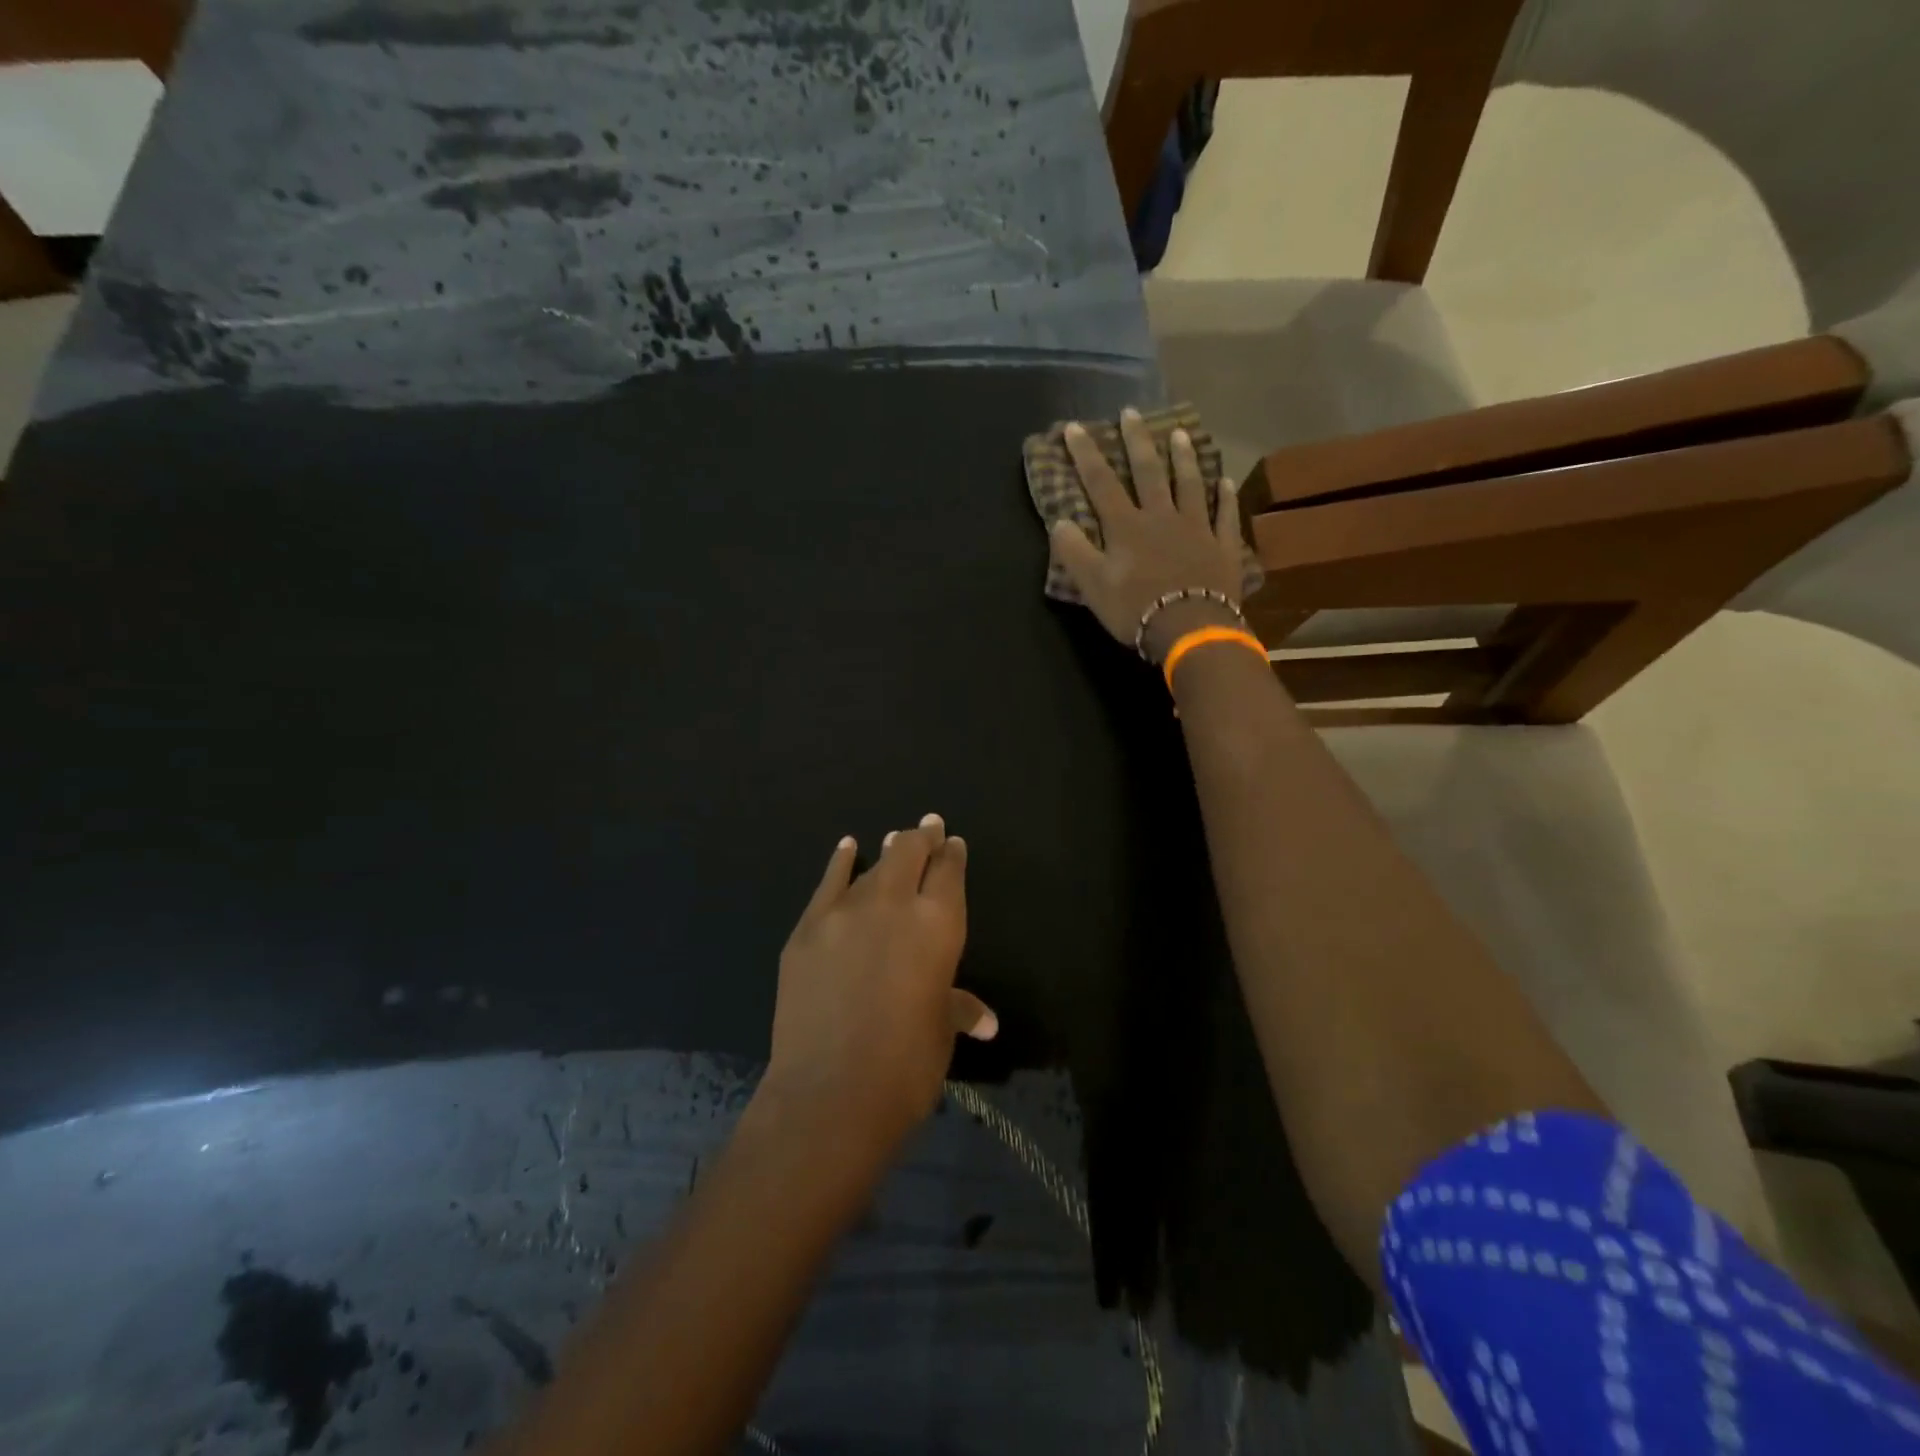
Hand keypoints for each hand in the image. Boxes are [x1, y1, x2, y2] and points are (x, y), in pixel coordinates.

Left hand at [763, 815, 996, 1157]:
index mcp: (938, 924)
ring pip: (873, 866)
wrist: (830, 1093)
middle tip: (929, 826)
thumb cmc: (905, 1066)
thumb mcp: (940, 1031)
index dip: (952, 854)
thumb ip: (959, 1008)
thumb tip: (987, 1021)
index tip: (953, 842)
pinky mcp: (807, 927)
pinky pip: (828, 882)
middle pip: (910, 853)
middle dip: (923, 837)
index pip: (949, 872)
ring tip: (896, 839)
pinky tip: (847, 847)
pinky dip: (840, 861)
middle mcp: (894, 903)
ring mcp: (845, 911)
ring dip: (888, 852)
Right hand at [1050, 408, 1248, 661]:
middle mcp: (1162, 517)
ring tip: (1180, 433)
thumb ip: (1075, 552)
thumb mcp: (1093, 586)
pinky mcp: (1223, 547)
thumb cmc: (1135, 609)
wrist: (1190, 628)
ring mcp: (1197, 528)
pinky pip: (1225, 515)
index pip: (1101, 482)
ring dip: (1184, 458)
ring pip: (1190, 484)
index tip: (1074, 427)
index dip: (1086, 454)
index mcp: (1126, 526)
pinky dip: (1225, 498)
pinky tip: (1225, 482)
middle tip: (1132, 413)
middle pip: (1149, 472)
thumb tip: (1060, 522)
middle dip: (1137, 441)